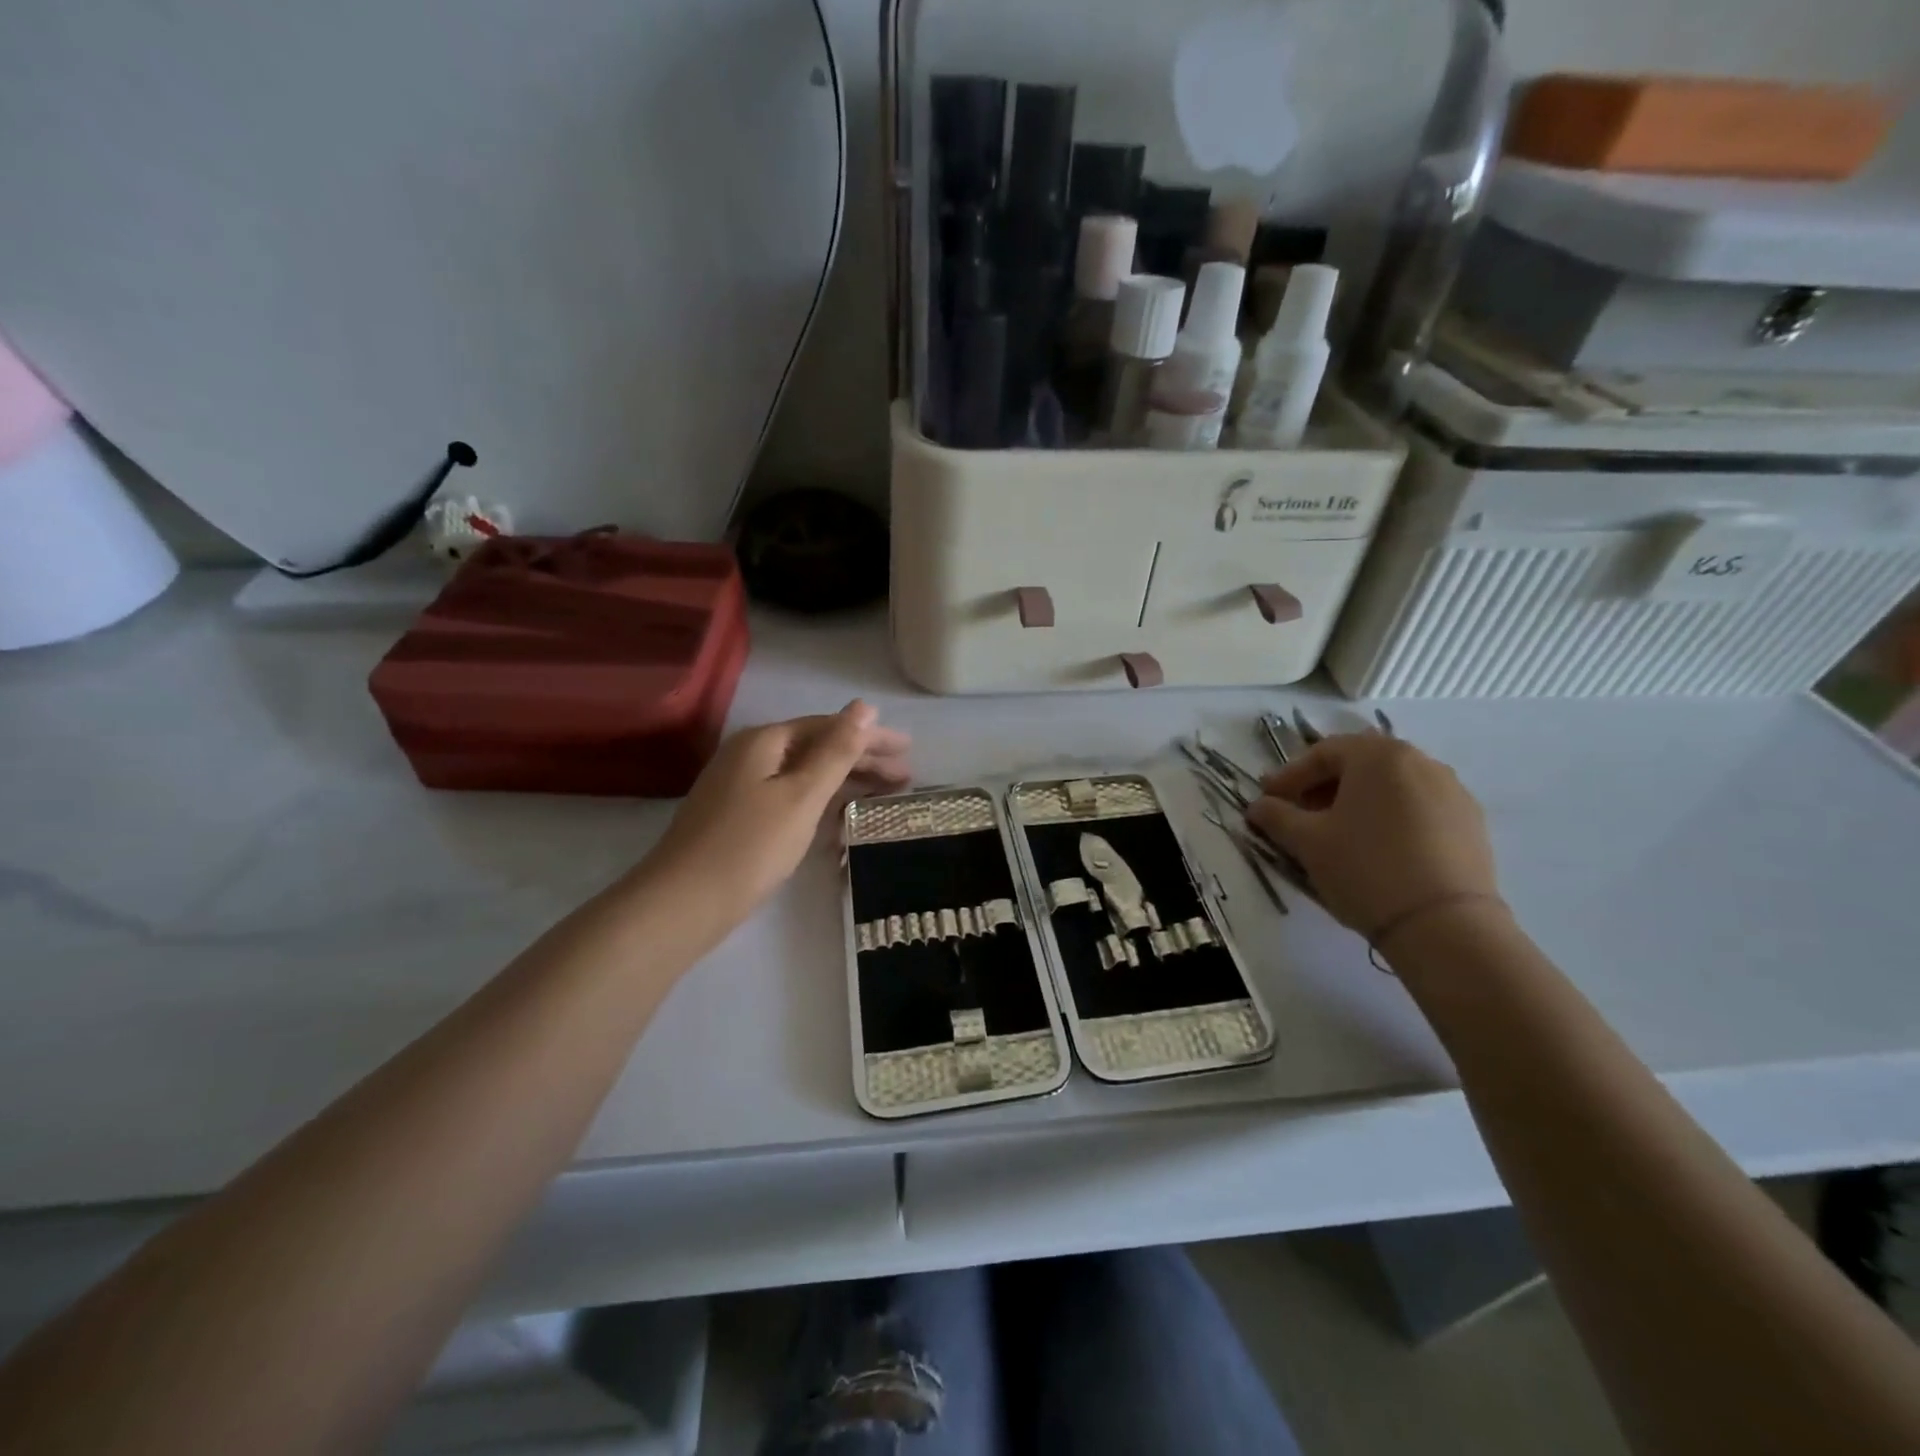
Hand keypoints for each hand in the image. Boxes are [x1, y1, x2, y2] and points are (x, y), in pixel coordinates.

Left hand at [643, 701, 910, 928]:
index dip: (870, 736)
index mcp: (764, 741)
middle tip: (906, 775)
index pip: (829, 727)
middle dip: (862, 759)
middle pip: (817, 748)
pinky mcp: (739, 817)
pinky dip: (820, 803)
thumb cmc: (750, 846)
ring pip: (805, 775)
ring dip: (845, 782)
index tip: (908, 749)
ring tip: (884, 795)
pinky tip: (842, 819)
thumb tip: (864, 706)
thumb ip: (836, 751)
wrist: (682, 904)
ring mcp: (741, 786)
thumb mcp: (802, 796)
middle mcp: (750, 755)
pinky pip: (791, 797)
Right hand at [1247, 734, 1502, 940]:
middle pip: (1359, 765)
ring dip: (1356, 802)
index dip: (1289, 777)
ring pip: (1390, 787)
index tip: (1267, 801)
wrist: (1444, 925)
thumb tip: (1258, 806)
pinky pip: (1417, 808)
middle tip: (1298, 815)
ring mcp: (1452, 791)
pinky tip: (1376, 849)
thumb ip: (1276, 816)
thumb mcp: (1307, 841)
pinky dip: (1389, 819)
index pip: (1322, 753)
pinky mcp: (1470, 823)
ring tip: (1336, 834)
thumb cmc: (1365, 868)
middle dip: (1323, 787)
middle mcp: (1420, 761)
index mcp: (1379, 755)